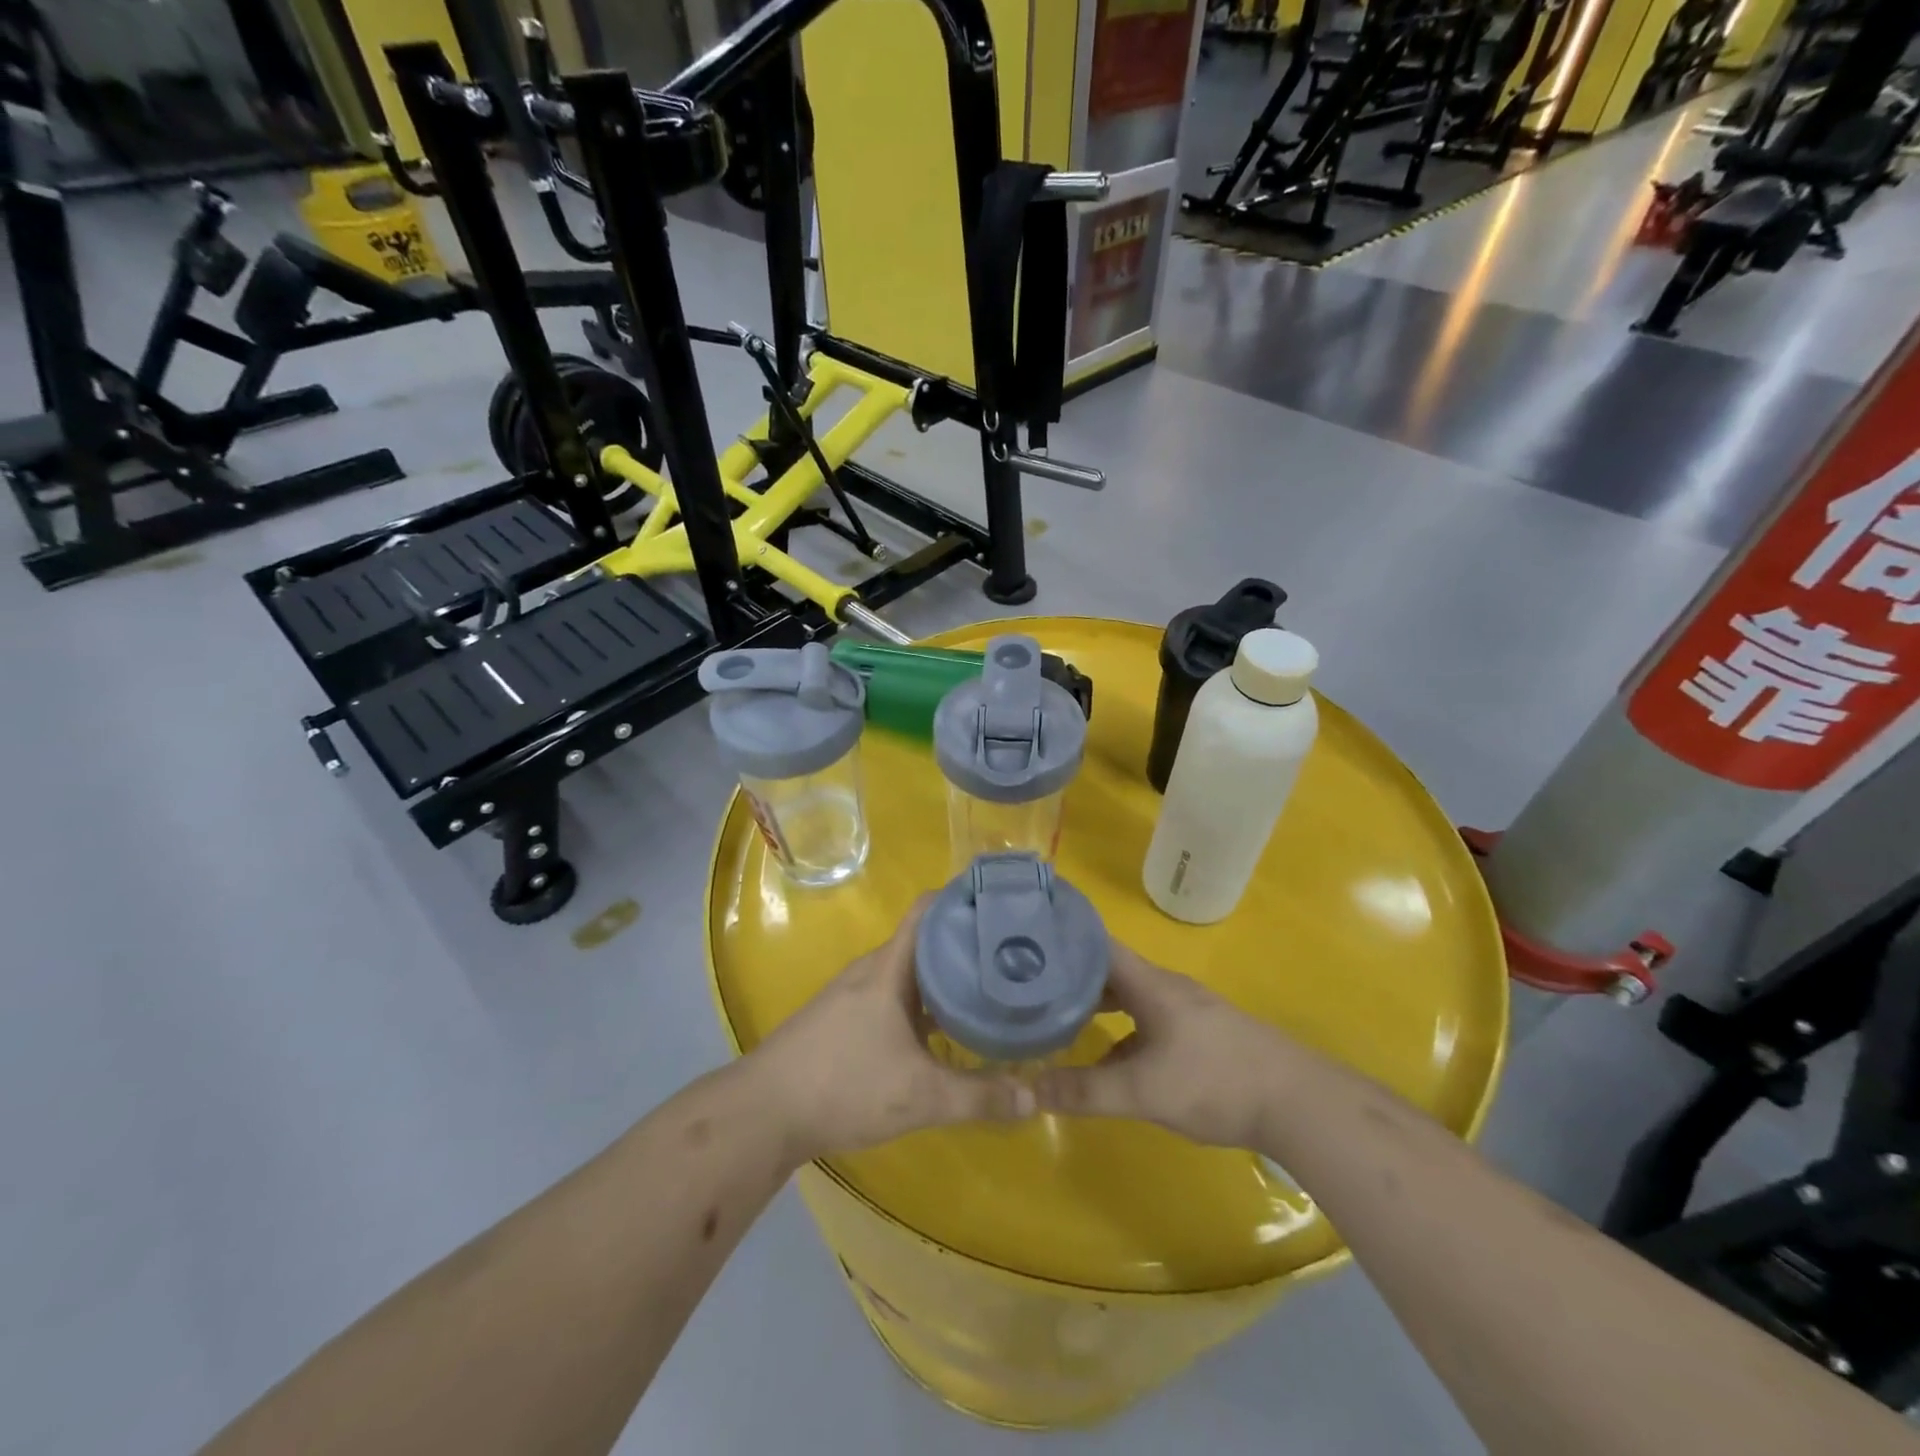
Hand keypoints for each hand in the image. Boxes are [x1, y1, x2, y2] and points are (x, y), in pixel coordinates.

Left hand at [752, 897, 1034, 1162]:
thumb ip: (978, 1097)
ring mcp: (855, 993)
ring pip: (910, 970)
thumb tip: (1034, 1098)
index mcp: (889, 967)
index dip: (964, 897)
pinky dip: (925, 1000)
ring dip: (945, 973)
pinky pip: (895, 994)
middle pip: (925, 939)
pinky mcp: (845, 1018)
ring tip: (988, 985)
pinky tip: (945, 1028)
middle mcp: (873, 970)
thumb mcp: (919, 1096)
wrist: (762, 1113)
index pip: (929, 909)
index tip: (1004, 902)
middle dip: (966, 941)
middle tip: (1013, 952)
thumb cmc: (842, 1086)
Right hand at [1035, 942, 1290, 1149]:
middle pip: (1110, 969)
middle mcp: (1165, 987)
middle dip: (1071, 975)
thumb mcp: (1144, 1090)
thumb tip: (1028, 1090)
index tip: (1026, 941)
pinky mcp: (1200, 1035)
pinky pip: (1148, 1020)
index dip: (1062, 937)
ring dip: (1097, 1004)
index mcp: (1150, 984)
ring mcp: (1186, 1010)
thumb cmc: (1215, 1082)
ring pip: (1130, 997)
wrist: (1298, 1103)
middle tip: (1031, 986)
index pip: (1097, 943)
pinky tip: (1110, 1062)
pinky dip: (1122, 1031)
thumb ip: (1086, 1090)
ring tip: (1060, 1019)